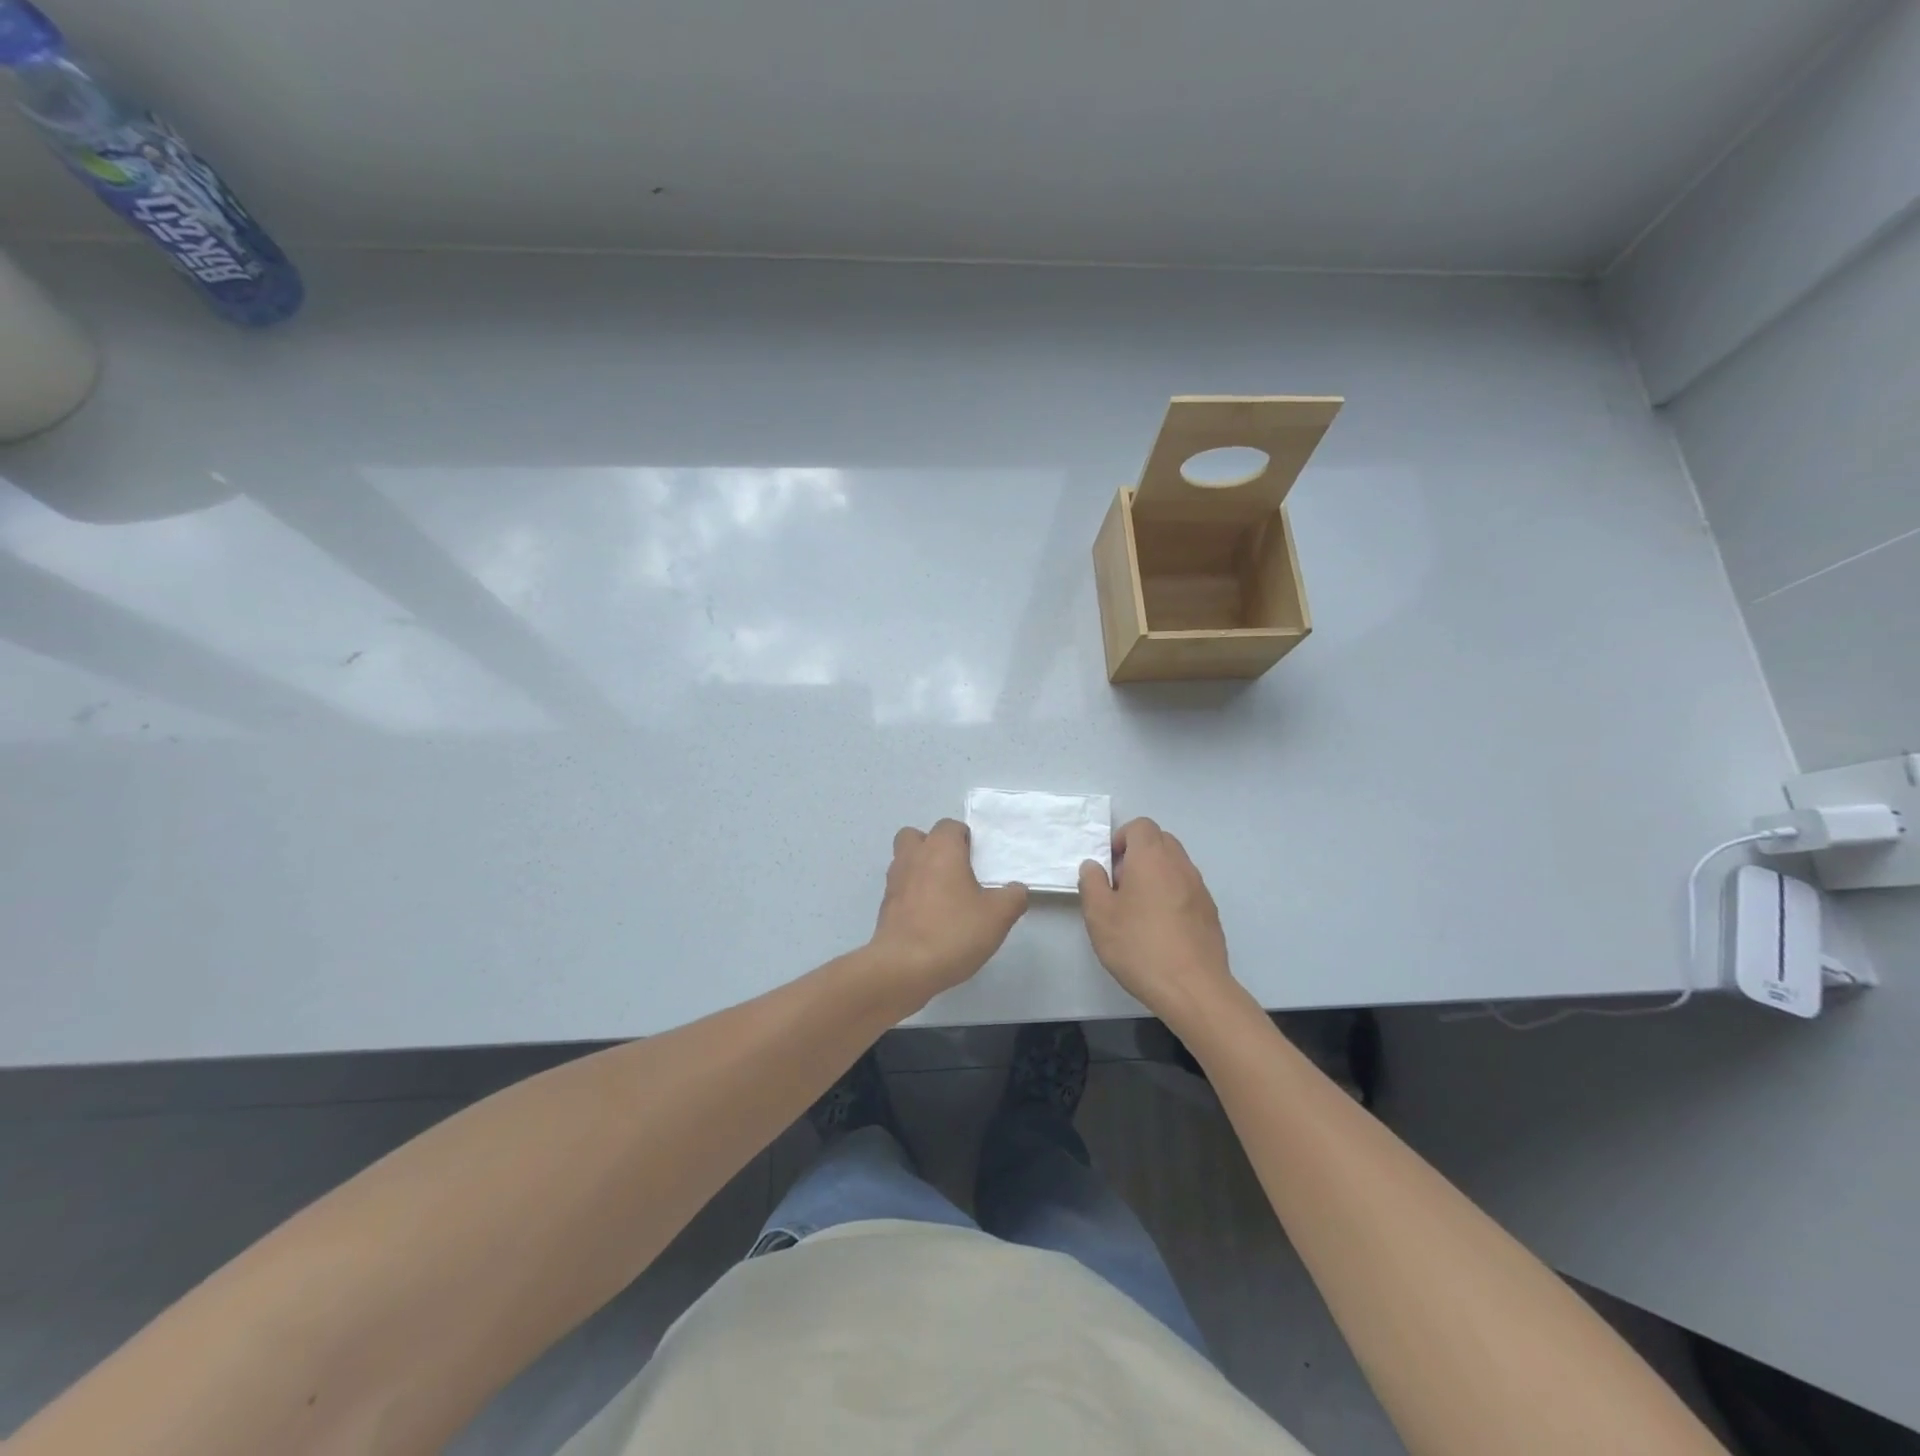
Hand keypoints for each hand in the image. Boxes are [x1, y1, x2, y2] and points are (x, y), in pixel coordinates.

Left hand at [869, 820, 1028, 1002]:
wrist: (904, 967)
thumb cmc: (953, 931)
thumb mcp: (998, 916)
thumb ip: (1013, 897)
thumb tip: (1016, 890)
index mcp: (940, 849)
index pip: (950, 826)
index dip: (965, 839)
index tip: (978, 861)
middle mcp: (913, 857)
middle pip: (917, 836)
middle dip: (934, 847)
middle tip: (955, 871)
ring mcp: (894, 881)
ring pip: (905, 861)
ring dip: (920, 870)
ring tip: (943, 896)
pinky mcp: (885, 907)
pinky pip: (900, 889)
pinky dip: (912, 896)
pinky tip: (929, 919)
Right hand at [1078, 818, 1238, 1023]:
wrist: (1193, 988)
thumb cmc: (1139, 946)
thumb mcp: (1099, 915)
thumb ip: (1092, 883)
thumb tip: (1094, 866)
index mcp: (1152, 858)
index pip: (1140, 826)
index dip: (1121, 839)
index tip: (1109, 867)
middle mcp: (1180, 865)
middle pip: (1160, 842)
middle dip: (1138, 855)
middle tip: (1120, 887)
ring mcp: (1200, 889)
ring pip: (1175, 866)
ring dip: (1155, 876)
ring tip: (1138, 911)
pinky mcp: (1210, 913)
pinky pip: (1186, 890)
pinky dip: (1171, 896)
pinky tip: (1159, 930)